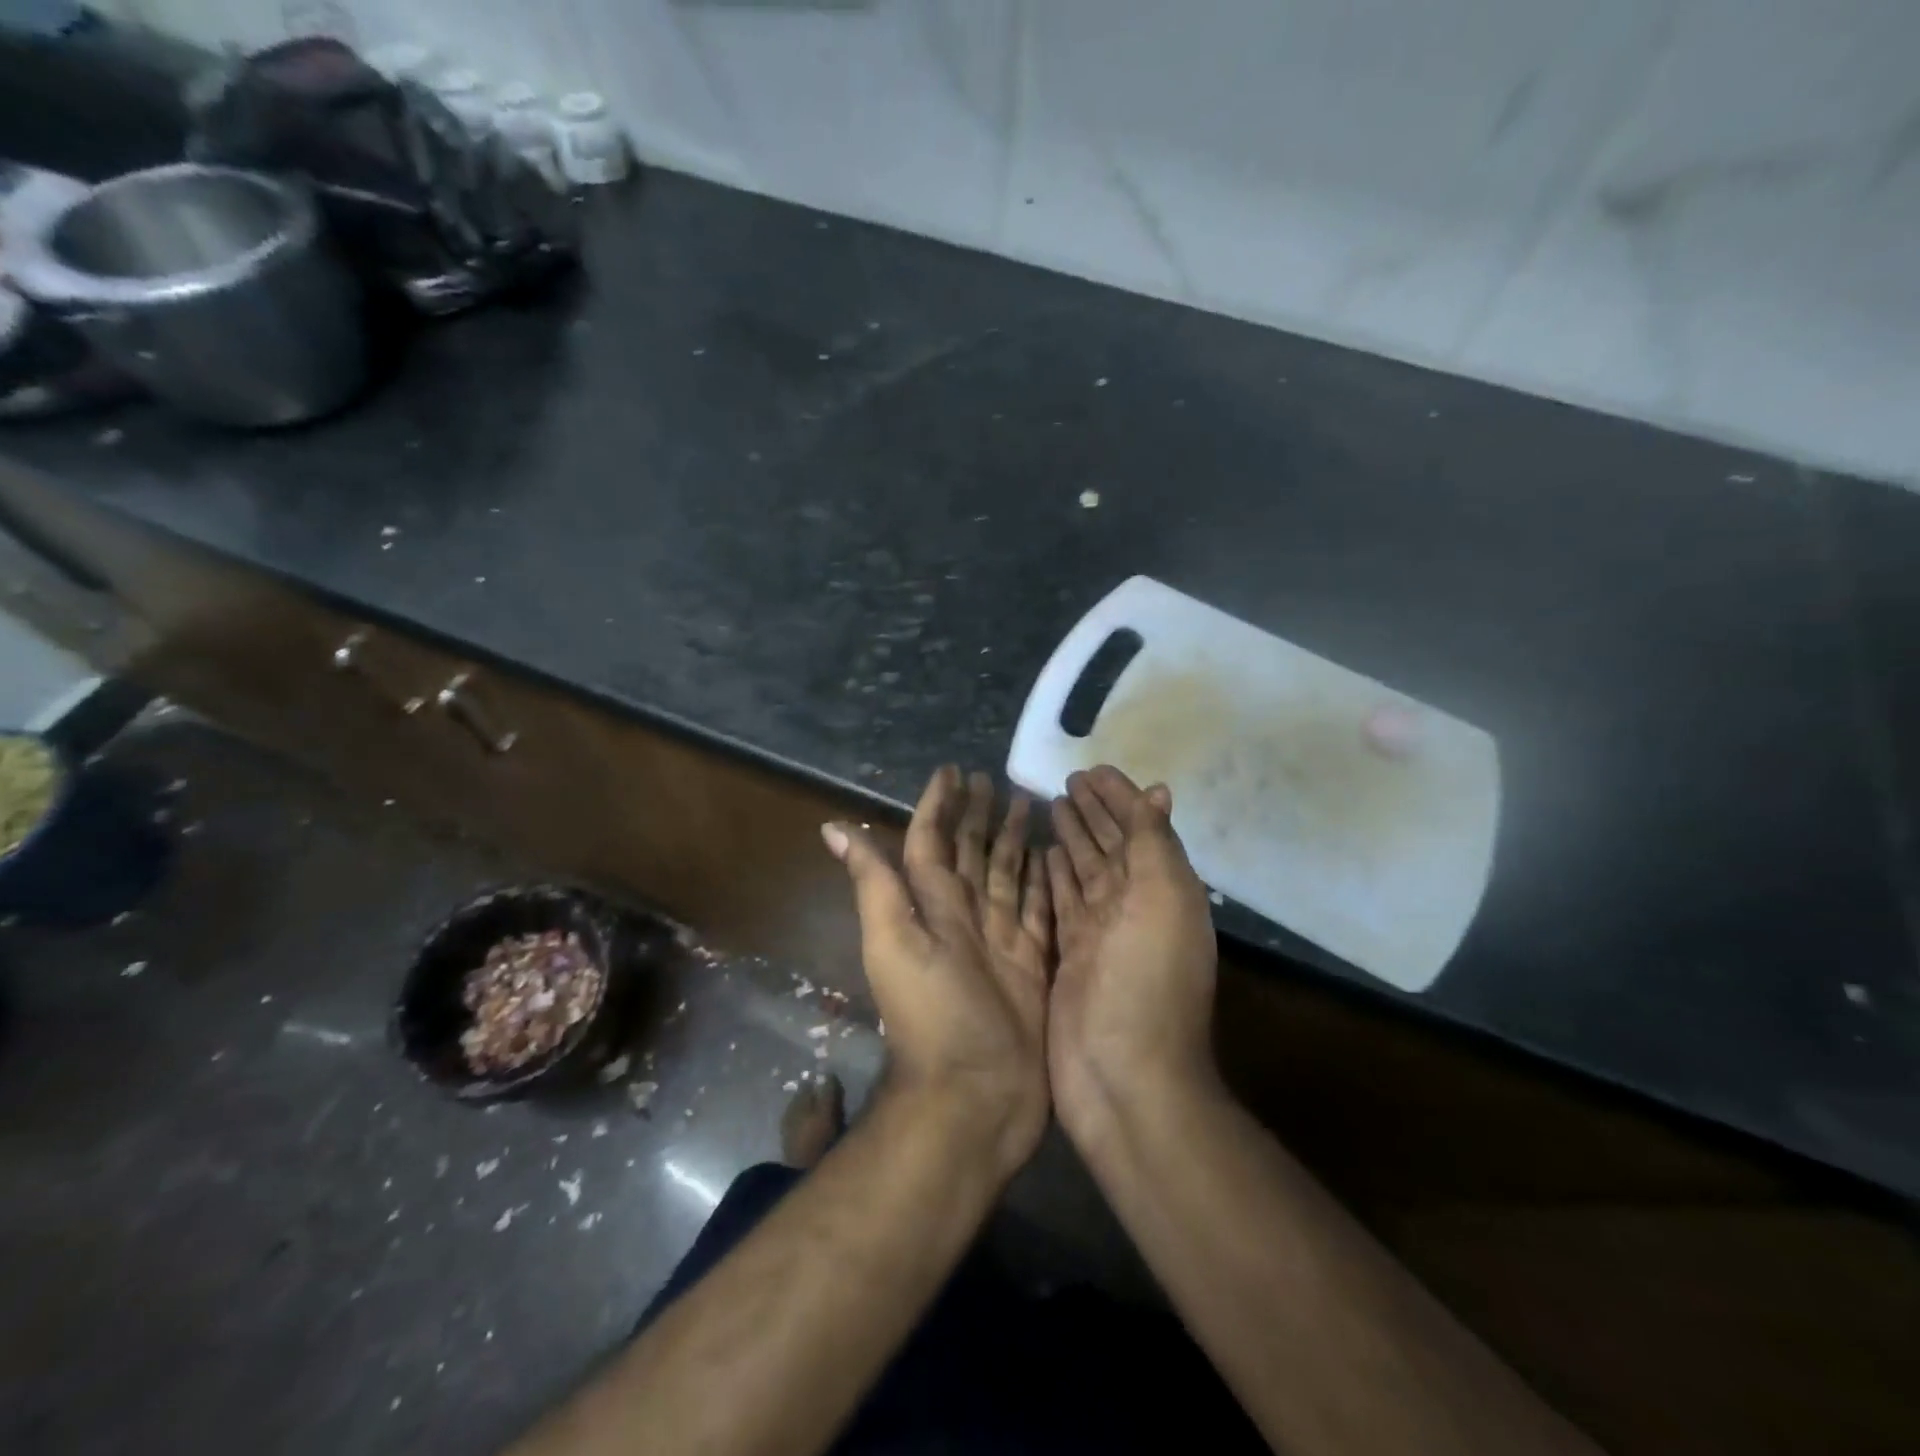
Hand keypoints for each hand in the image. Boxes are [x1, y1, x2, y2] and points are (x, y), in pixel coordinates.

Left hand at [823, 766, 1052, 1183]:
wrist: (975, 1096)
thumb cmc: (933, 1016)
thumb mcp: (894, 942)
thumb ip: (873, 884)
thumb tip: (833, 828)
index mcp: (932, 907)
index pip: (933, 842)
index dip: (940, 805)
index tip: (953, 770)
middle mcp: (966, 917)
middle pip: (973, 853)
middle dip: (980, 816)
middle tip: (995, 780)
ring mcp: (1002, 940)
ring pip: (1008, 875)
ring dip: (1014, 841)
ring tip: (1029, 804)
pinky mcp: (1034, 963)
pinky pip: (1040, 909)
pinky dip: (1046, 882)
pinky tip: (1057, 857)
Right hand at [1048, 766, 1219, 1151]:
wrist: (1123, 1078)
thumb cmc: (1147, 982)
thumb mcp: (1162, 901)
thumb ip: (1154, 845)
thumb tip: (1158, 793)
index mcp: (1160, 890)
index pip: (1137, 829)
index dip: (1118, 797)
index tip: (1091, 769)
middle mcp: (1131, 907)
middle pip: (1109, 847)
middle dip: (1093, 812)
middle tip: (1065, 782)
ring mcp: (1098, 935)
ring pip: (1084, 872)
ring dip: (1072, 839)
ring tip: (1049, 807)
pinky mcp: (1068, 958)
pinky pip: (1060, 904)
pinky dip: (1053, 878)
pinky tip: (1040, 857)